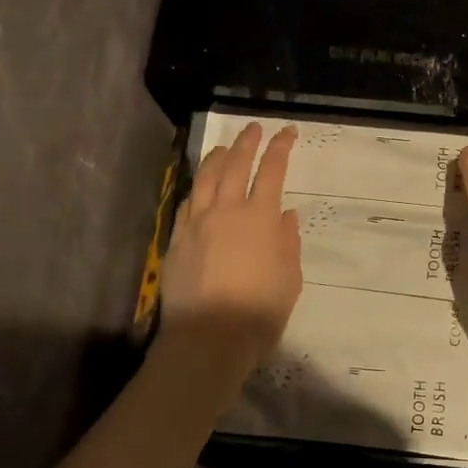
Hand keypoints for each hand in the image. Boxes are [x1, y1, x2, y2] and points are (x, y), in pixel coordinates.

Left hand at [161, 123, 302, 386]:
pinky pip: (187, 203)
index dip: (280, 147)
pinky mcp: (177, 240)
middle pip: (235, 165)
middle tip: (253, 129)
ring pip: (205, 179)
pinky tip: (199, 186)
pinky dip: (196, 187)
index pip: (271, 171)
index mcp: (260, 218)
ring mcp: (197, 223)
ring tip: (224, 148)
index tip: (287, 132)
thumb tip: (286, 216)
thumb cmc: (260, 311)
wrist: (208, 338)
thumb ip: (288, 243)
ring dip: (217, 158)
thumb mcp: (290, 279)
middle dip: (246, 143)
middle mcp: (226, 211)